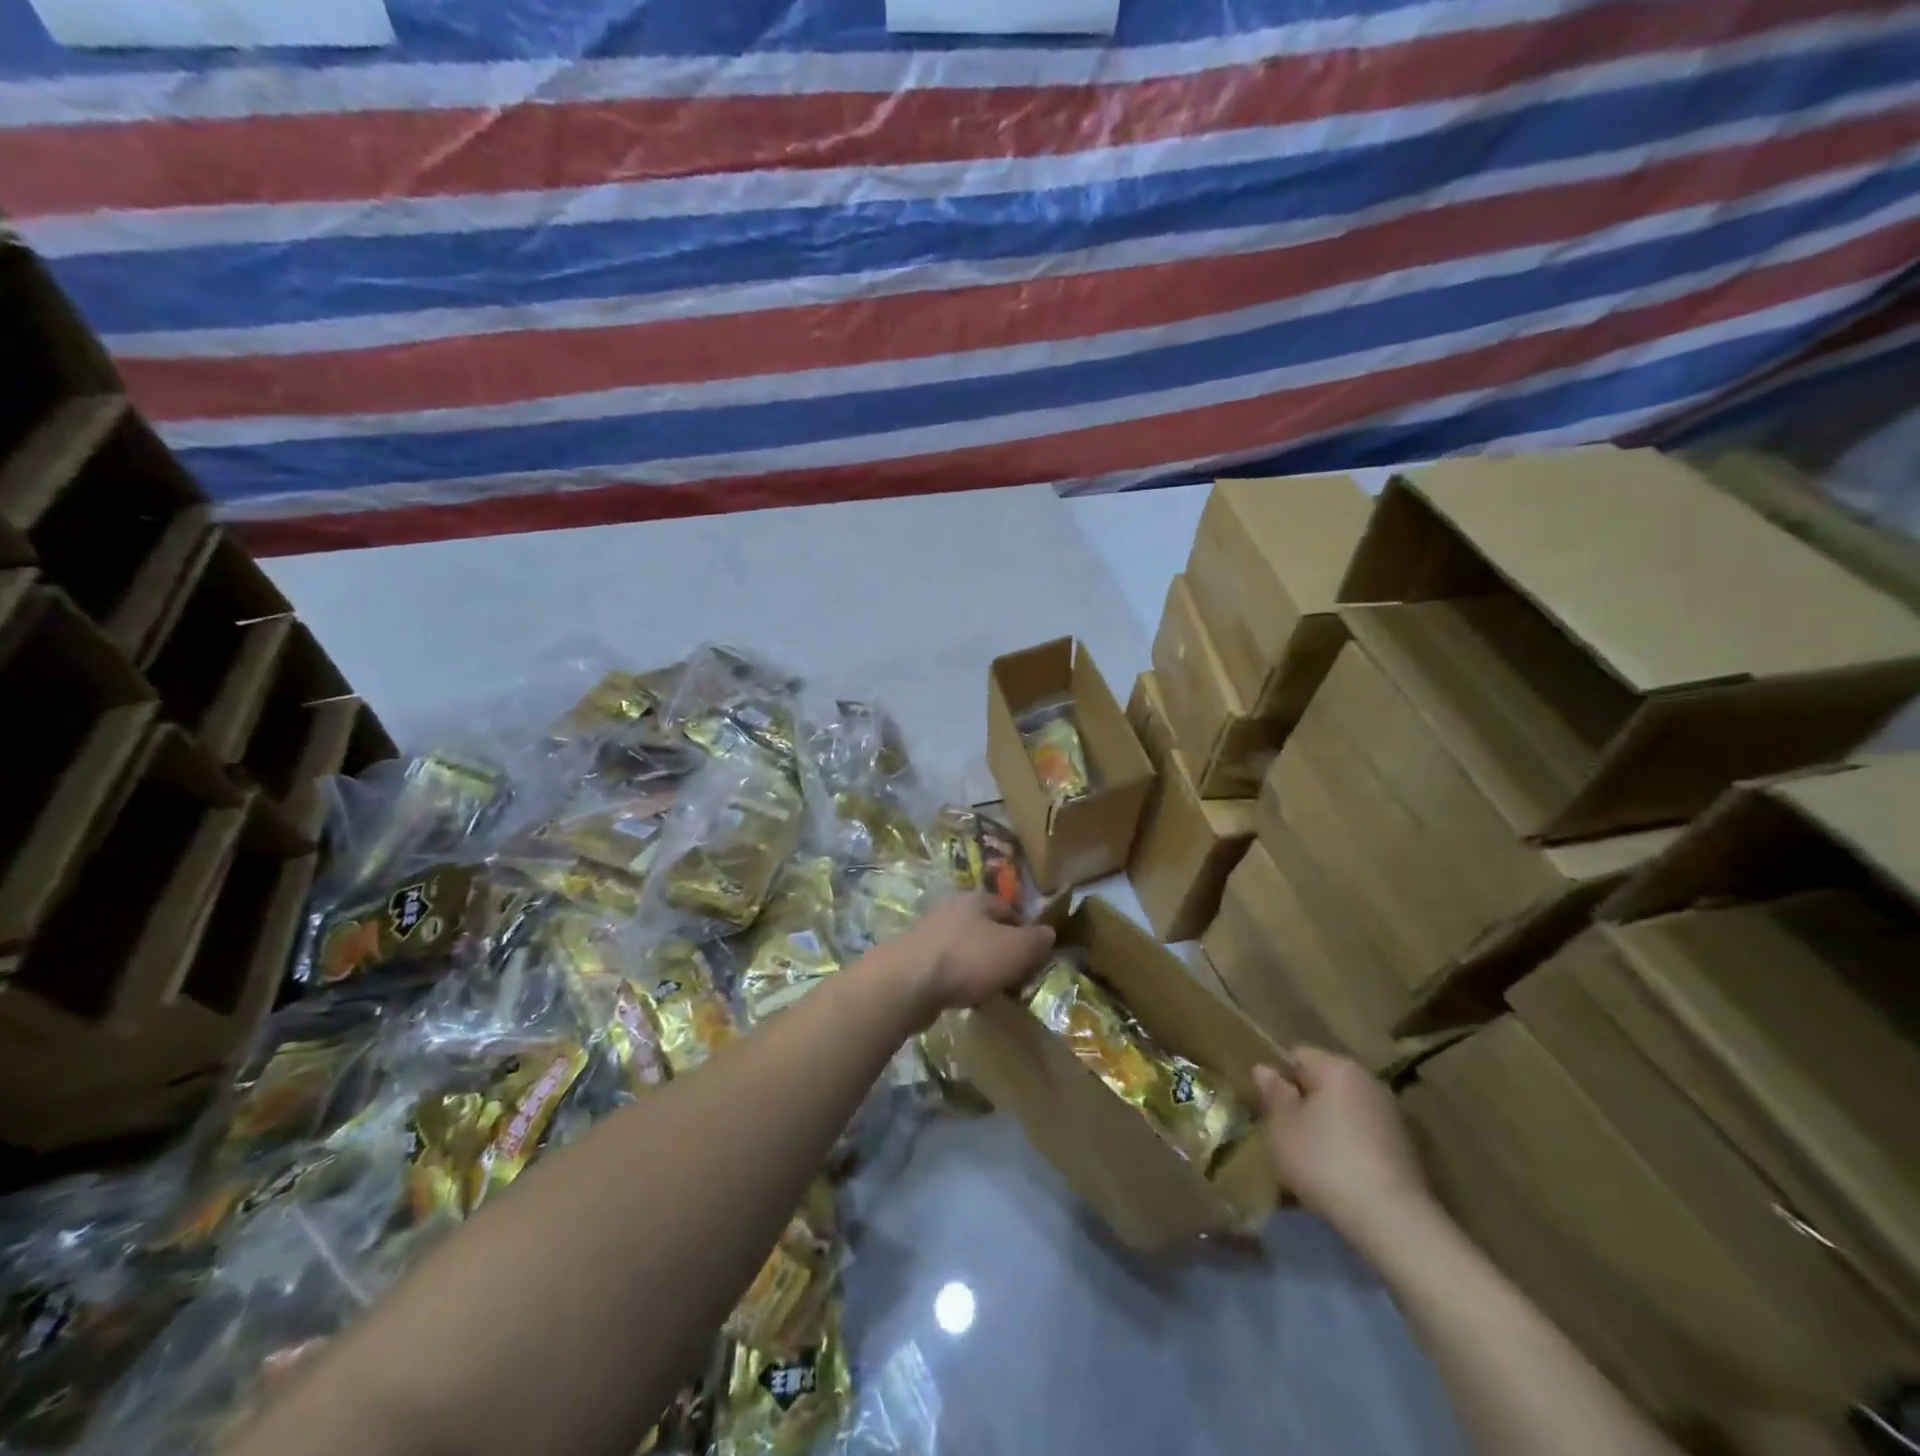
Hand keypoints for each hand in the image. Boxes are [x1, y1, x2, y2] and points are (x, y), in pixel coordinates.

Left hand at [895, 894, 1054, 1019]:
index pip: (1008, 908)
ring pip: (964, 947)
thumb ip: (1036, 941)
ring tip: (991, 988)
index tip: (1035, 953)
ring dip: (977, 965)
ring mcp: (928, 934)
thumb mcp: (1015, 949)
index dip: (1025, 929)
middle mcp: (950, 910)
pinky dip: (957, 979)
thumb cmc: (968, 959)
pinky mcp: (913, 959)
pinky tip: (963, 997)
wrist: (907, 983)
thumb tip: (1049, 933)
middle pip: (984, 927)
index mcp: (976, 900)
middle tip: (1015, 973)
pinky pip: (945, 967)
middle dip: (1000, 948)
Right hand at [1254, 1047, 1433, 1242]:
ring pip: (1342, 1112)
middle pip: (1323, 1083)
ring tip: (1309, 1162)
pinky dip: (1347, 1150)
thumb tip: (1264, 1069)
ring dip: (1324, 1129)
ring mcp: (1391, 1117)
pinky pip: (1361, 1138)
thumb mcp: (1282, 1126)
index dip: (1278, 1079)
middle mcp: (1368, 1083)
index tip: (1269, 1109)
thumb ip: (1273, 1094)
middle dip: (1302, 1105)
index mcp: (1338, 1068)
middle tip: (1285, 1136)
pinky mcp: (1404, 1151)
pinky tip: (1337, 1179)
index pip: (1297, 1056)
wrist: (1393, 1222)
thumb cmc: (1325, 1162)